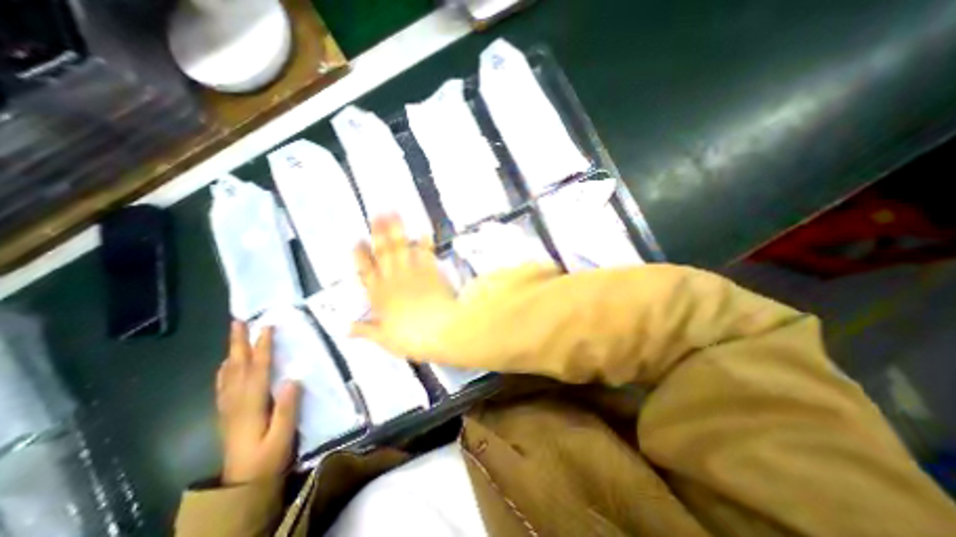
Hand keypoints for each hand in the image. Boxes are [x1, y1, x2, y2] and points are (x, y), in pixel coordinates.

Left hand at [216, 320, 298, 483]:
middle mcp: (236, 402)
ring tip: (233, 335)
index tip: (267, 327)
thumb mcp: (282, 436)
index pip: (258, 370)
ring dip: (231, 352)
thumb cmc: (267, 458)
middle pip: (237, 367)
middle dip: (238, 343)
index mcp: (251, 405)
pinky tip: (226, 365)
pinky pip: (223, 385)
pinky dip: (224, 370)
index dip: (263, 347)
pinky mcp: (228, 413)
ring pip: (228, 374)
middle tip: (238, 322)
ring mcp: (229, 407)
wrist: (241, 485)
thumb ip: (287, 407)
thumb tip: (293, 378)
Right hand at [349, 215, 458, 363]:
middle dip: (379, 232)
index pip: (365, 271)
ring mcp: (414, 272)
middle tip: (377, 214)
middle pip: (384, 252)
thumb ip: (365, 330)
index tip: (358, 240)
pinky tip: (424, 230)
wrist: (441, 330)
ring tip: (394, 212)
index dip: (361, 255)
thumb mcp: (384, 339)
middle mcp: (394, 279)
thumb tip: (345, 328)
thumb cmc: (411, 337)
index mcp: (379, 294)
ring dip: (397, 229)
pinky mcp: (432, 271)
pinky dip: (425, 242)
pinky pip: (427, 254)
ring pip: (402, 247)